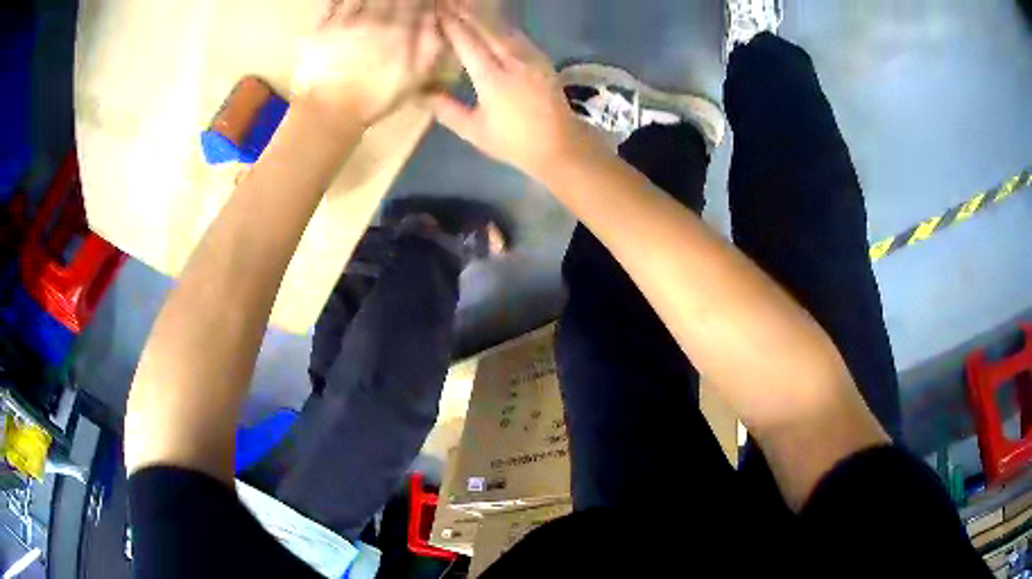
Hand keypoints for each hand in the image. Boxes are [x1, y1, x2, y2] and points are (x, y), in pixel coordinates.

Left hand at [294, 0, 444, 127]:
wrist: (330, 113)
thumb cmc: (375, 98)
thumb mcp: (415, 78)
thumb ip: (430, 44)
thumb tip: (435, 15)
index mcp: (399, 30)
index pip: (415, 0)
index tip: (419, 3)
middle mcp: (373, 18)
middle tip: (395, 4)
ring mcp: (344, 20)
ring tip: (375, 3)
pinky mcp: (321, 26)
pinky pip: (334, 1)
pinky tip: (349, 2)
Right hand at [430, 0, 602, 178]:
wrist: (560, 145)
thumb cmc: (513, 142)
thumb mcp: (474, 131)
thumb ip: (446, 109)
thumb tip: (418, 94)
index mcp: (493, 79)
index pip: (467, 42)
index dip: (451, 24)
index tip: (436, 11)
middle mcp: (512, 61)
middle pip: (485, 28)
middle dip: (464, 12)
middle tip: (446, 2)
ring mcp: (531, 57)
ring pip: (502, 27)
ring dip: (482, 15)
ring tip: (463, 6)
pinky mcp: (541, 58)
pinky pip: (516, 34)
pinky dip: (500, 24)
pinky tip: (490, 20)